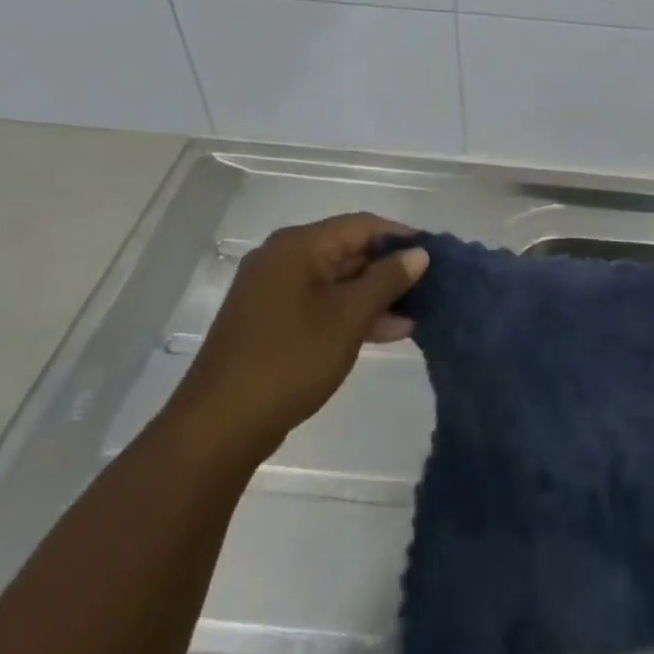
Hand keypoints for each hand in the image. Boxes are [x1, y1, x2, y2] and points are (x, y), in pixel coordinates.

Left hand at [166, 213, 427, 468]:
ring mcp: (273, 291)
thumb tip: (419, 253)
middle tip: (430, 286)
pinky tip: (387, 331)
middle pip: (348, 250)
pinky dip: (351, 313)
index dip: (402, 237)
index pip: (362, 225)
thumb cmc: (290, 360)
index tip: (436, 255)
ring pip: (337, 280)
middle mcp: (283, 258)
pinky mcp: (271, 322)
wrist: (218, 428)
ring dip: (374, 295)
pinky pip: (321, 303)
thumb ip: (387, 279)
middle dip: (390, 269)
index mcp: (298, 246)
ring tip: (416, 313)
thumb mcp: (349, 317)